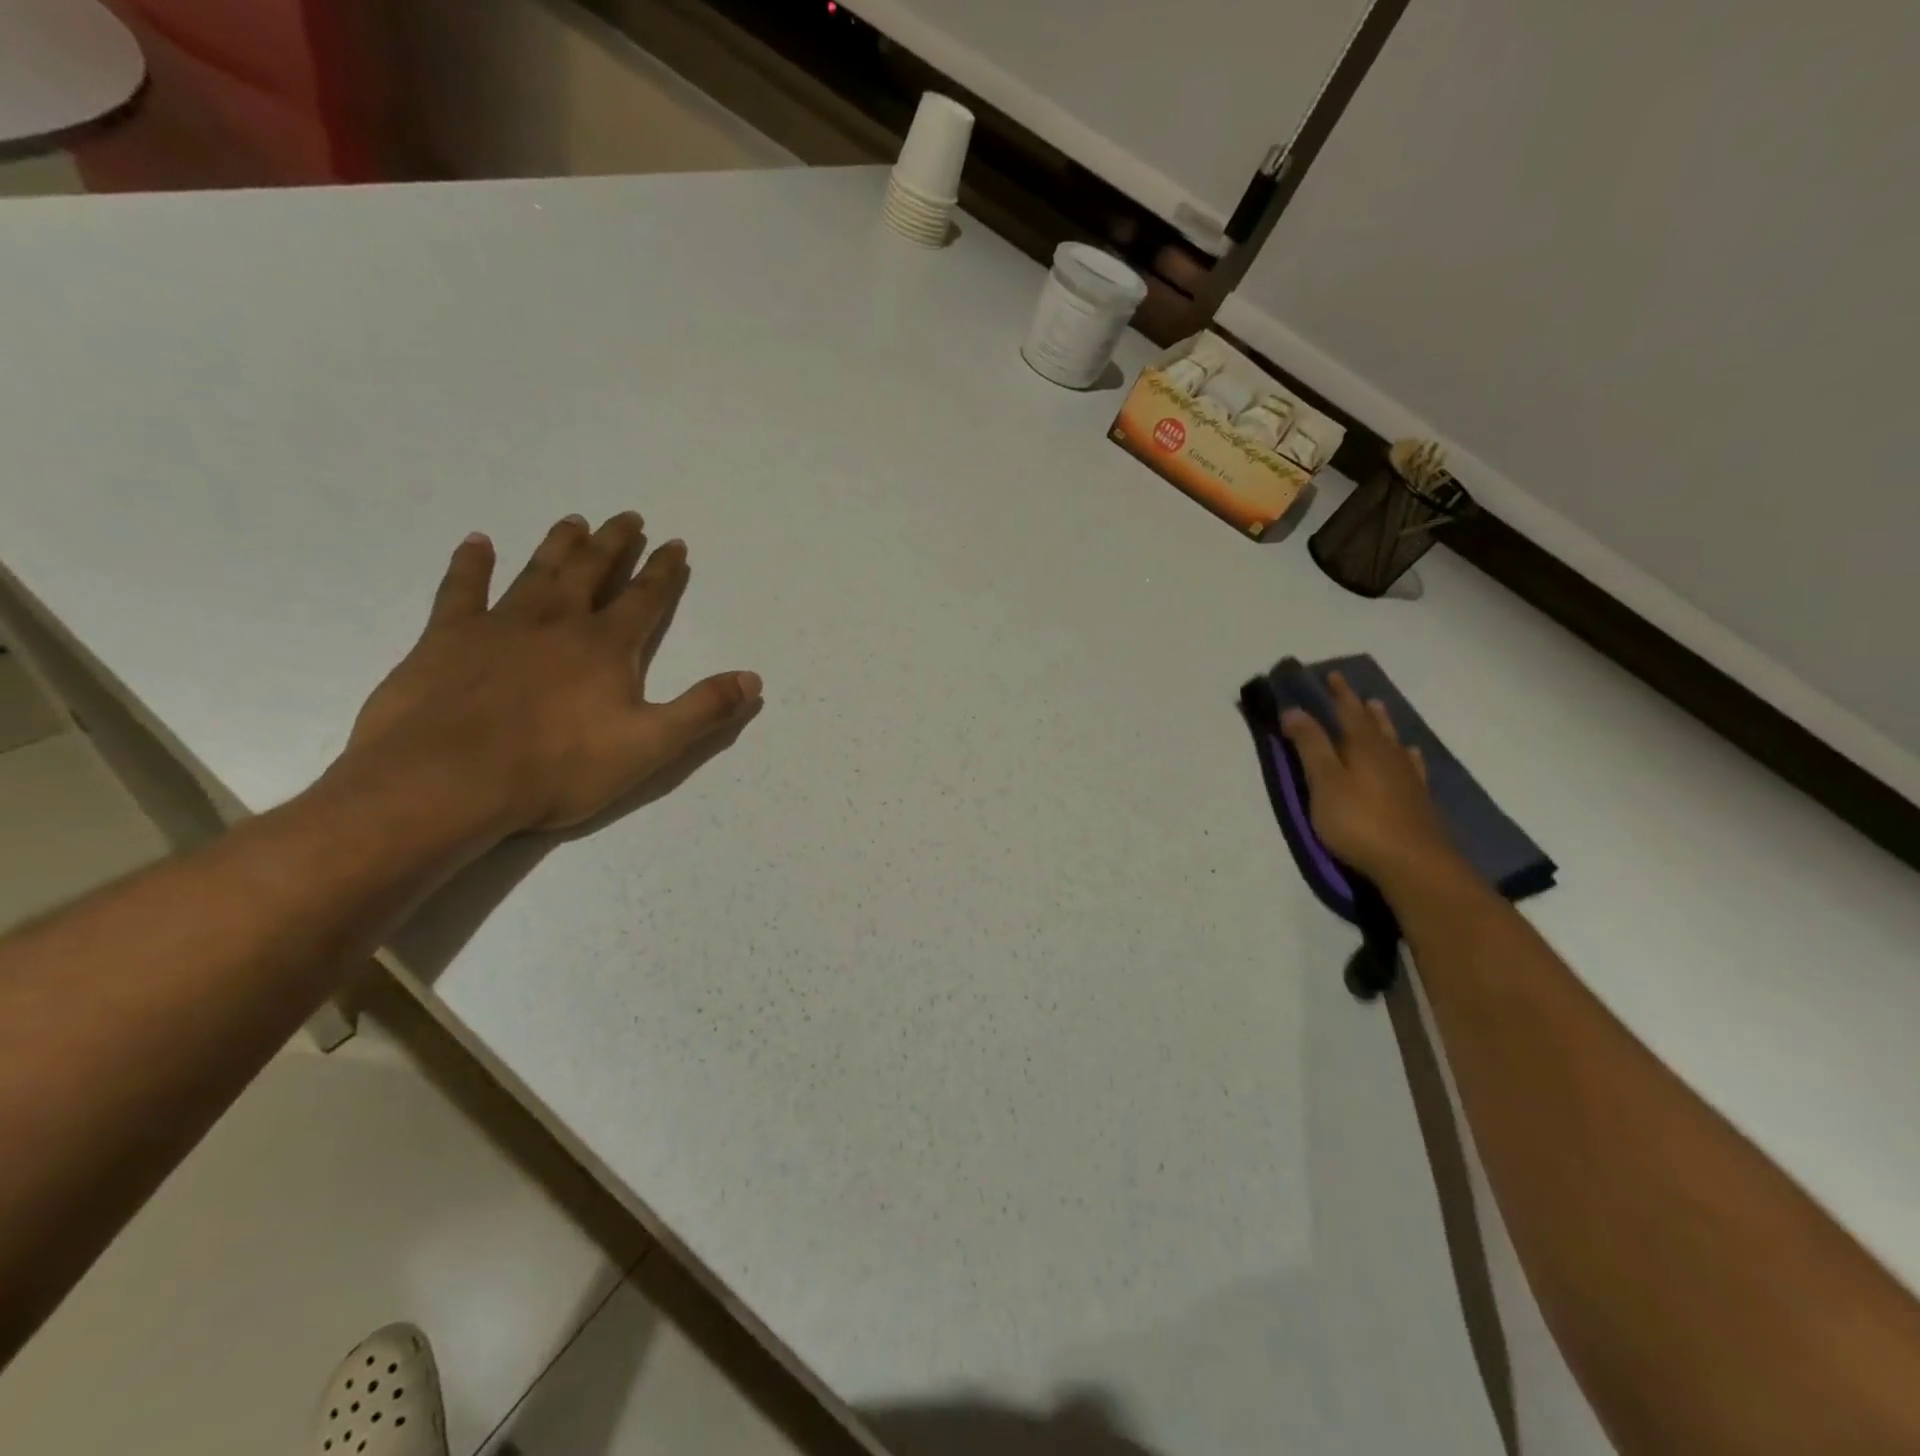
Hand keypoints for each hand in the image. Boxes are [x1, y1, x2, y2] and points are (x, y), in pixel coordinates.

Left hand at [339, 513, 760, 834]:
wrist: (450, 780)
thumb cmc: (559, 767)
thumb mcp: (650, 746)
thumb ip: (703, 709)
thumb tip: (752, 679)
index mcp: (606, 646)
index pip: (645, 598)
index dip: (663, 571)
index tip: (674, 543)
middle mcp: (558, 621)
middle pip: (592, 571)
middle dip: (614, 543)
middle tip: (627, 516)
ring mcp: (500, 624)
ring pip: (537, 570)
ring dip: (559, 545)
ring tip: (574, 520)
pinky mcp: (447, 637)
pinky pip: (461, 589)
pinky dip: (470, 563)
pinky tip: (476, 542)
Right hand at [1280, 672, 1457, 888]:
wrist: (1413, 863)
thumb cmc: (1358, 821)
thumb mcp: (1324, 782)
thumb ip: (1310, 746)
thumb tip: (1294, 710)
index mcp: (1362, 747)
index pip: (1348, 712)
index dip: (1338, 694)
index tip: (1330, 675)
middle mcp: (1387, 755)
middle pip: (1372, 723)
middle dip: (1358, 705)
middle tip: (1351, 690)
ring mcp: (1406, 777)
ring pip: (1392, 740)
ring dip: (1383, 723)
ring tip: (1378, 709)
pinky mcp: (1417, 799)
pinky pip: (1410, 764)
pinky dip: (1405, 754)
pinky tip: (1408, 754)